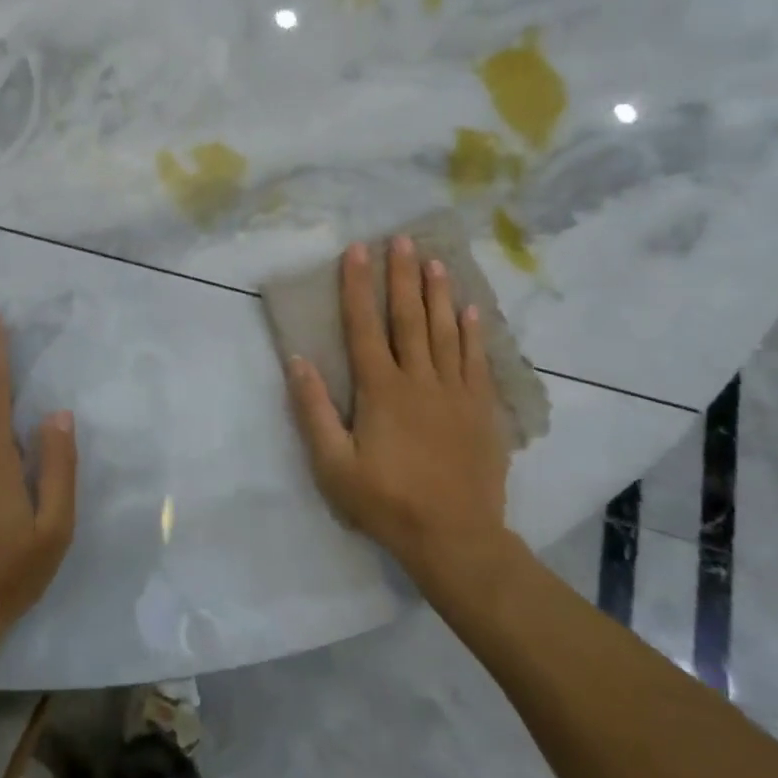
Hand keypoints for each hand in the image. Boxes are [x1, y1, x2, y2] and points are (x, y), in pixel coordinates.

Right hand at [286, 236, 523, 614]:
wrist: (455, 539)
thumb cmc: (386, 502)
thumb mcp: (333, 464)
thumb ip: (313, 410)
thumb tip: (297, 360)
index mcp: (381, 390)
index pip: (364, 326)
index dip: (357, 286)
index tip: (356, 250)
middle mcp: (419, 380)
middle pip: (409, 318)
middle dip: (402, 276)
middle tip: (403, 239)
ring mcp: (455, 392)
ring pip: (445, 331)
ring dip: (439, 294)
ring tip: (435, 261)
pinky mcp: (481, 409)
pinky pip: (476, 360)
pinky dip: (474, 332)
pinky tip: (472, 310)